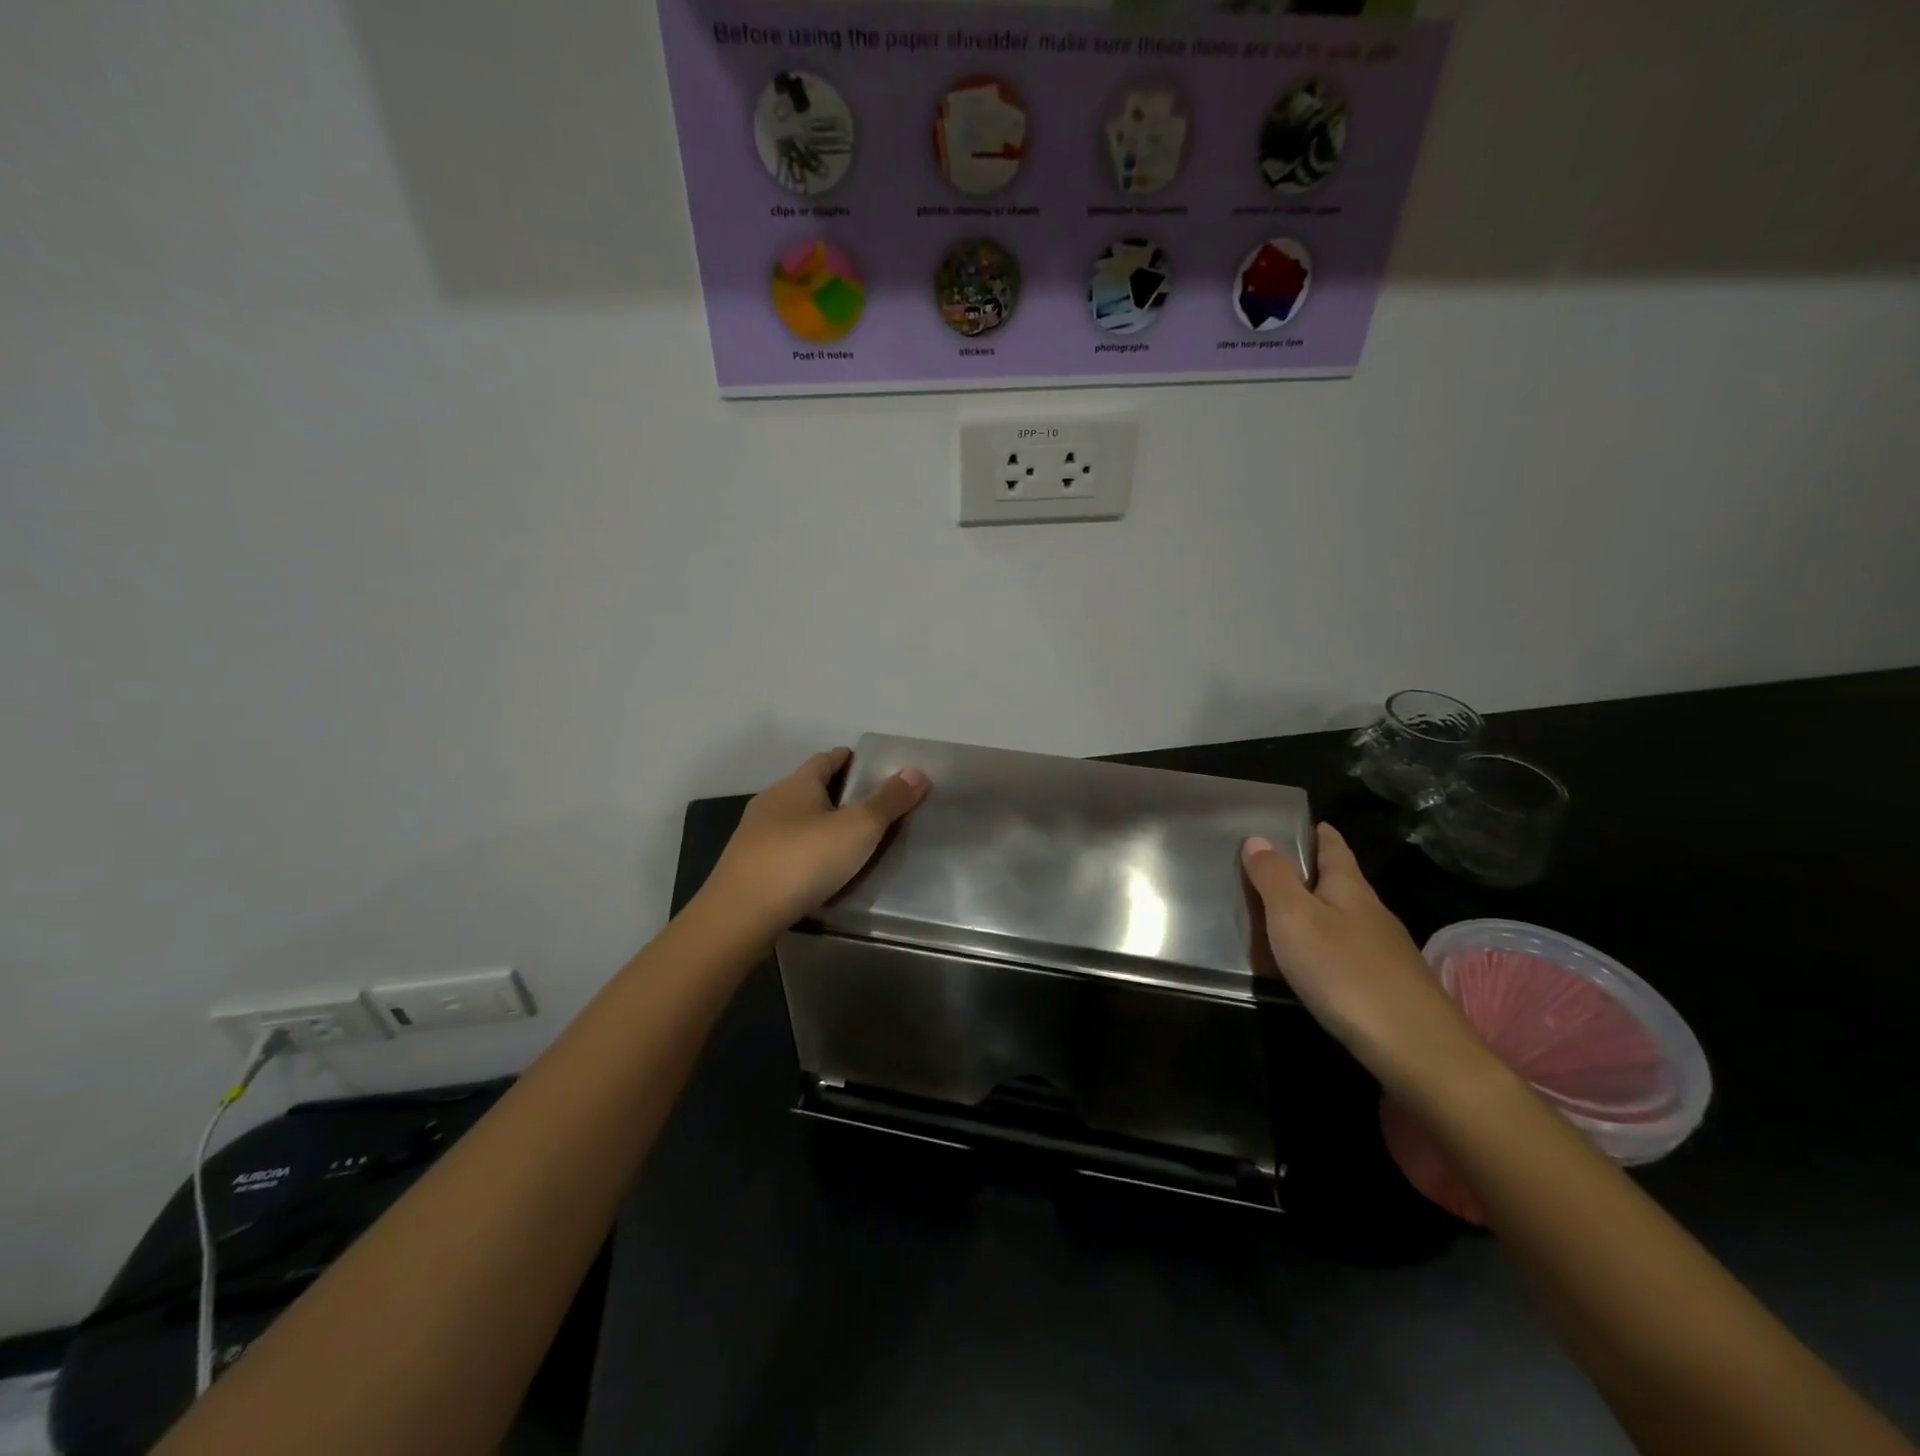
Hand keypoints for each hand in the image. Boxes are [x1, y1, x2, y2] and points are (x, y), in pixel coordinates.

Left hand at [700, 747, 928, 935]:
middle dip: (832, 792)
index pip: (824, 760)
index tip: (863, 763)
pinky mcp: (746, 866)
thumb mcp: (858, 829)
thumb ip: (888, 801)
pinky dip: (800, 850)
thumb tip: (916, 771)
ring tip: (841, 838)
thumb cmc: (804, 860)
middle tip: (862, 803)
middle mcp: (771, 802)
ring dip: (814, 823)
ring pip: (791, 819)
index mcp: (797, 785)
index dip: (845, 759)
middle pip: (806, 788)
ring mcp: (753, 835)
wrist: (741, 915)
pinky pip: (781, 848)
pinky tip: (813, 868)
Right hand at [1243, 824, 1490, 1094]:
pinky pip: (1348, 952)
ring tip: (1283, 915)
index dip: (1319, 832)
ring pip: (1345, 918)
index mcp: (1350, 888)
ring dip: (1317, 911)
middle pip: (1341, 882)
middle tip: (1275, 868)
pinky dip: (1325, 946)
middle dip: (1313, 871)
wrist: (1417, 1050)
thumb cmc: (1346, 972)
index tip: (1305, 820)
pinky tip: (1313, 963)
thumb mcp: (1295, 919)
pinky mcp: (1389, 986)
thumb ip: (1274, 878)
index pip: (1334, 847)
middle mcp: (1372, 913)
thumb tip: (1257, 837)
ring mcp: (1386, 952)